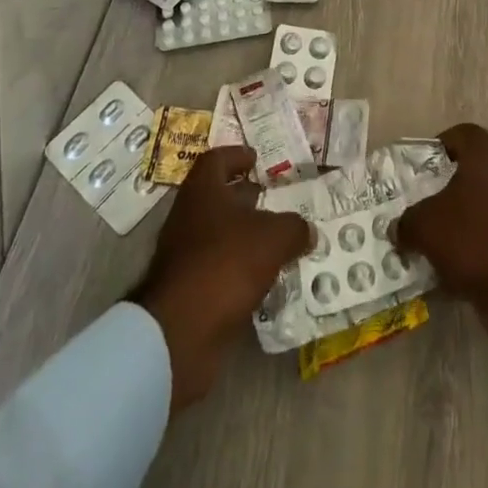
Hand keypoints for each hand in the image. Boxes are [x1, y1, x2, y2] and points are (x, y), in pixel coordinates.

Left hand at [132, 145, 309, 411]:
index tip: (256, 160)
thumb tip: (307, 230)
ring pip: (216, 234)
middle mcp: (188, 216)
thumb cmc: (226, 263)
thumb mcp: (273, 238)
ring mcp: (182, 255)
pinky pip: (216, 268)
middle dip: (243, 196)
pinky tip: (261, 277)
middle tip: (272, 198)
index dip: (237, 156)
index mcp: (202, 191)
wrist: (180, 332)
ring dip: (242, 234)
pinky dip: (236, 268)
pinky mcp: (185, 290)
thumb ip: (294, 228)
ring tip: (274, 240)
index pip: (216, 159)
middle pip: (216, 197)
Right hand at [397, 123, 487, 358]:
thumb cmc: (474, 238)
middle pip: (469, 170)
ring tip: (431, 240)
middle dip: (444, 188)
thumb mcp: (426, 227)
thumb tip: (397, 228)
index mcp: (484, 154)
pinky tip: (451, 266)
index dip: (438, 146)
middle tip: (421, 205)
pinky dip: (472, 244)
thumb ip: (407, 222)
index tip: (420, 169)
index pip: (460, 134)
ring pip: (479, 203)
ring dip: (457, 219)